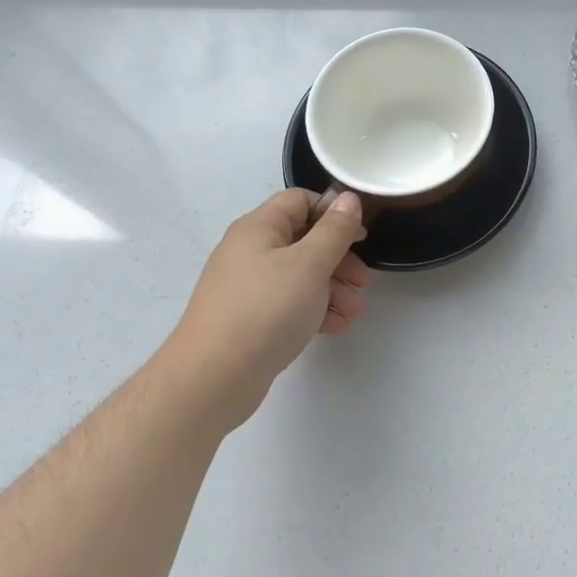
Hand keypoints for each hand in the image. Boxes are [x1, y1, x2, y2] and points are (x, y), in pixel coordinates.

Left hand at [165, 189, 370, 428]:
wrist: (213, 378)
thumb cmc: (266, 309)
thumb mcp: (310, 264)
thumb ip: (334, 230)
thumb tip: (348, 198)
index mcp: (259, 228)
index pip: (300, 201)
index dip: (333, 212)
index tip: (361, 235)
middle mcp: (250, 251)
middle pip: (303, 240)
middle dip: (339, 259)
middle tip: (364, 281)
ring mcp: (248, 287)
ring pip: (299, 276)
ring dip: (332, 289)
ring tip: (356, 312)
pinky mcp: (249, 319)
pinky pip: (289, 304)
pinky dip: (314, 310)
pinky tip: (337, 326)